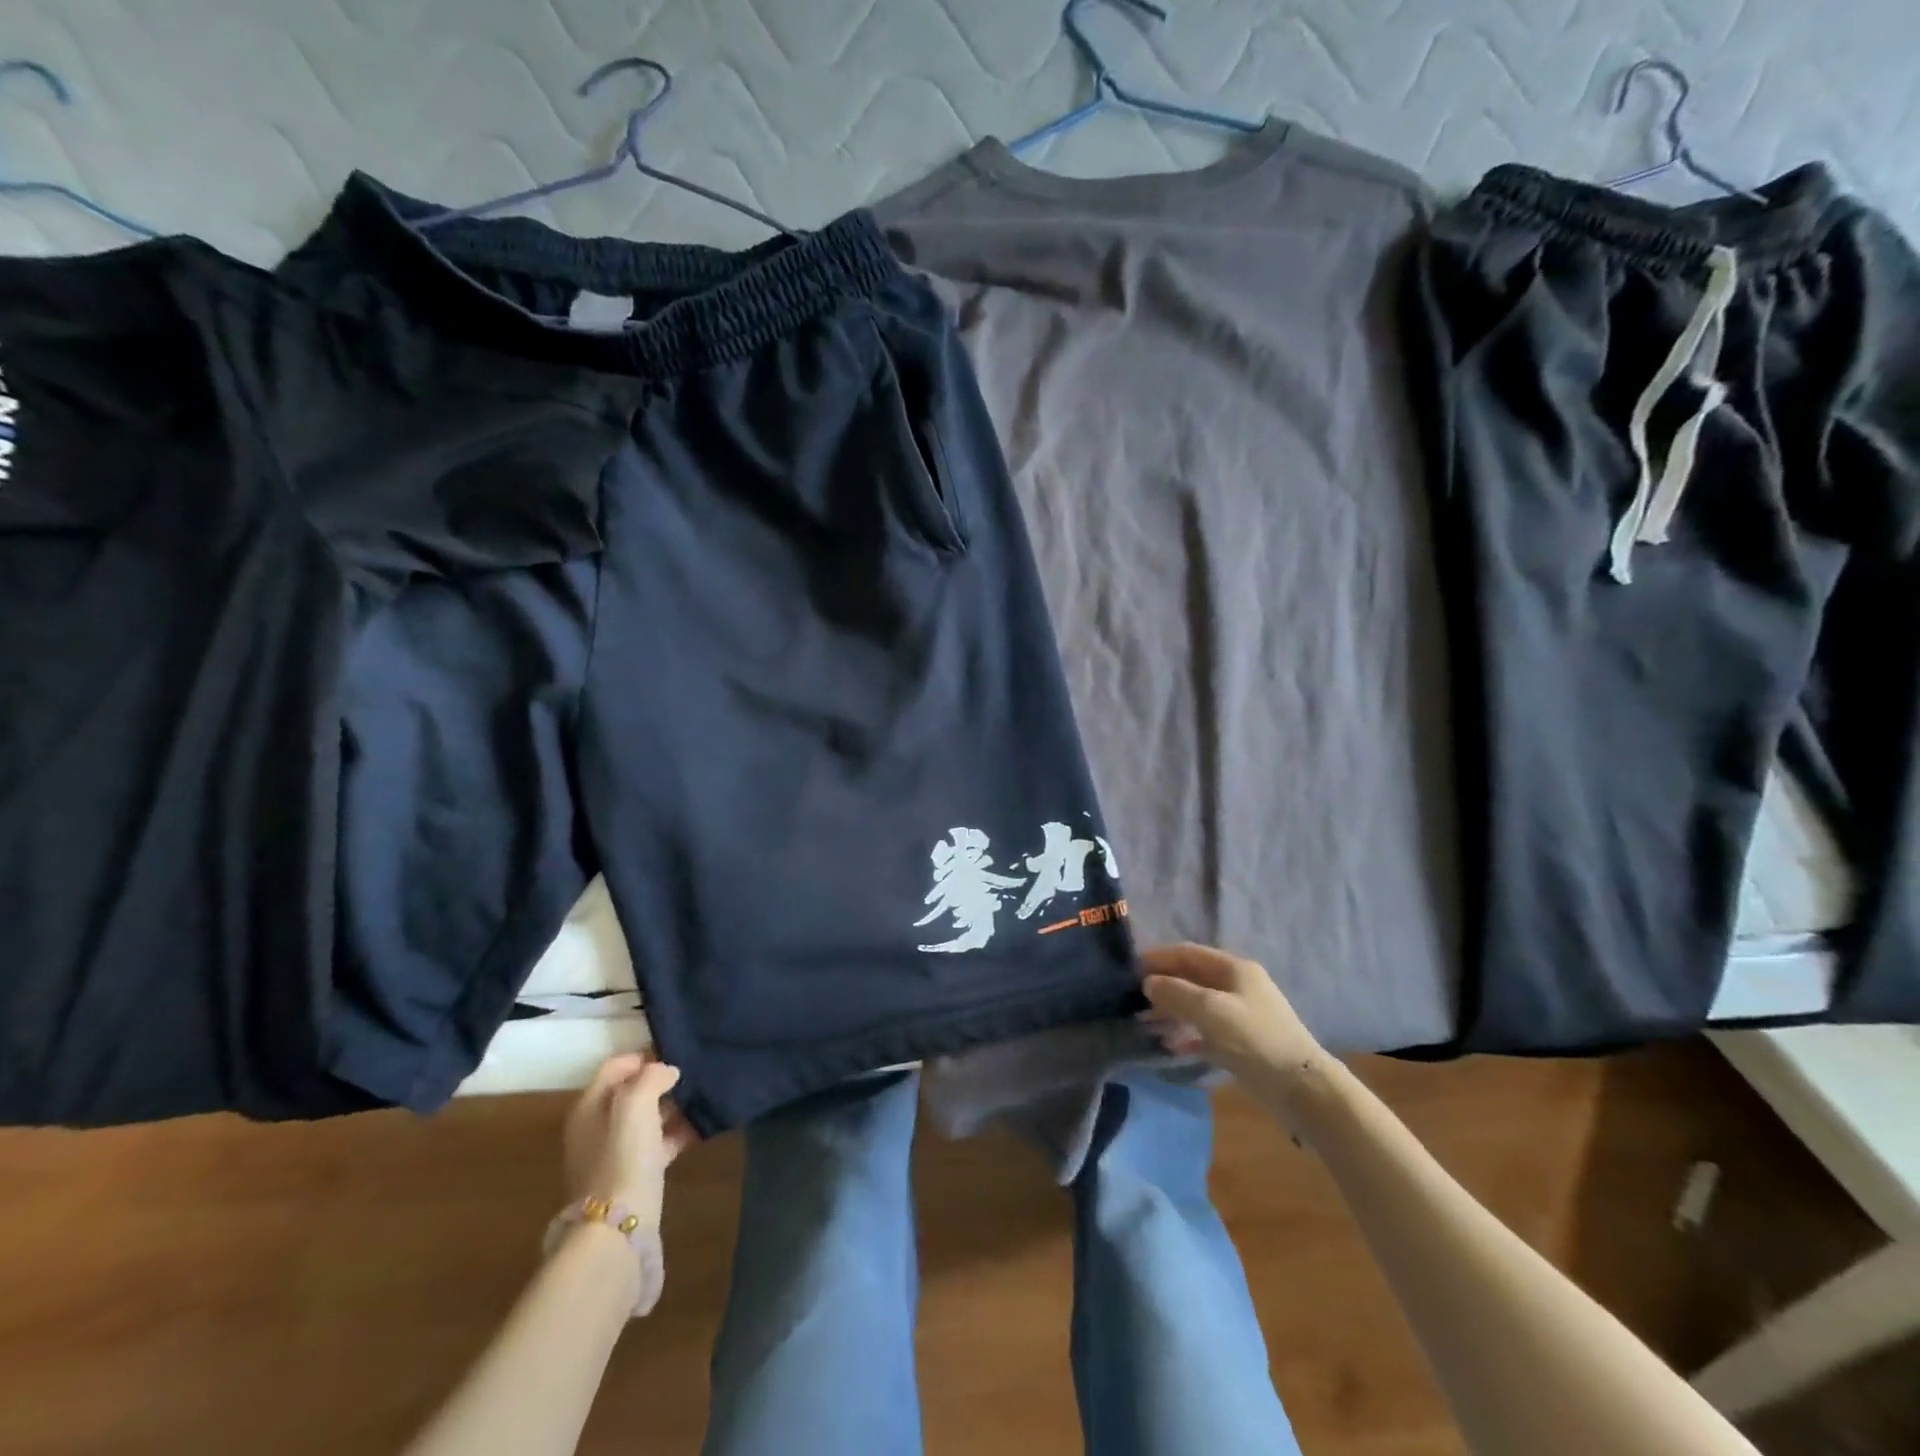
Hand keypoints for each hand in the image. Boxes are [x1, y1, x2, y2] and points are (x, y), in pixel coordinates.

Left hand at [563, 1054, 693, 1235]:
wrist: (616, 1230)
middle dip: (660, 1081)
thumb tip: (666, 1071)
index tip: (676, 1053)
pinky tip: (701, 1127)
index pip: (616, 1065)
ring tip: (702, 1097)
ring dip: (671, 1106)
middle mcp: (596, 1127)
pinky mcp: (633, 1176)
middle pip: (630, 1091)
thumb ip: (651, 1077)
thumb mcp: (635, 1104)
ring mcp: (613, 1153)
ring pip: (646, 1117)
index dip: (644, 1055)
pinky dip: (675, 1133)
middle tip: (693, 1074)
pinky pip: (656, 1143)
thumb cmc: (623, 1157)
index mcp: (588, 1106)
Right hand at [1140, 943, 1330, 1120]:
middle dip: (1164, 984)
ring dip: (1172, 1009)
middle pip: (1192, 976)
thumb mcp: (1210, 1011)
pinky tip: (1170, 1044)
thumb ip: (1176, 993)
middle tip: (1134, 997)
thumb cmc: (1254, 1039)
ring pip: (1198, 1003)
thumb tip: (1149, 983)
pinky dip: (1187, 1032)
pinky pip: (1207, 1029)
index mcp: (1234, 968)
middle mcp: (1238, 985)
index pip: (1187, 952)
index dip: (1158, 957)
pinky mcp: (1243, 1041)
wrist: (1302, 1088)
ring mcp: (1241, 1013)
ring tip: (1146, 1021)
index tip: (1130, 968)